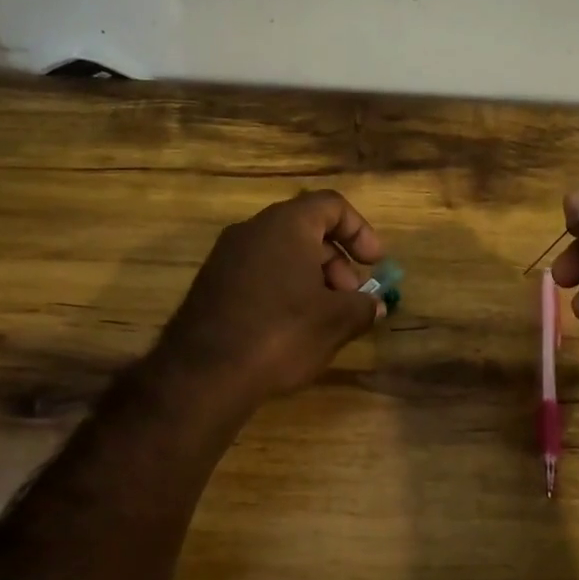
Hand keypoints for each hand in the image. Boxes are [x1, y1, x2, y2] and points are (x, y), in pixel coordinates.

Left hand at [153, 190, 385, 410]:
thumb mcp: (335, 321)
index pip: (331, 205)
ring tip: (324, 319)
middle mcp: (253, 229)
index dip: (359, 230)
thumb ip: (362, 306)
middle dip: (337, 262)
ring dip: (312, 278)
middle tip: (351, 299)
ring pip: (282, 253)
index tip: (374, 264)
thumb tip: (375, 305)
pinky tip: (291, 328)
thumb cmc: (280, 333)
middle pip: (306, 230)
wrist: (203, 373)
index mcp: (286, 224)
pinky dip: (284, 289)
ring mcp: (227, 256)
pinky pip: (259, 273)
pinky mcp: (212, 283)